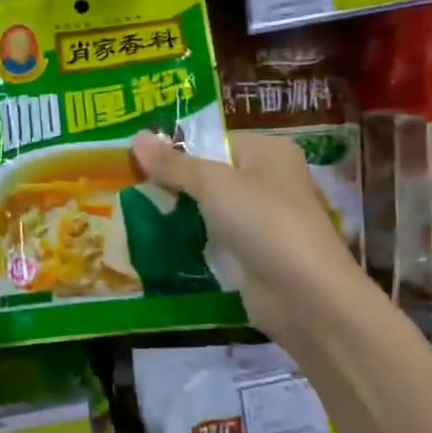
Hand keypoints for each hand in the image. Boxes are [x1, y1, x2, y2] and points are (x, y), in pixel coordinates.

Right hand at [130, 130, 361, 347]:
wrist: (304, 295)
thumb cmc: (263, 223)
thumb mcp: (213, 185)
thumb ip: (174, 163)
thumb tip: (135, 137)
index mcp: (269, 152)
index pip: (214, 141)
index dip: (176, 148)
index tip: (134, 158)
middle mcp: (269, 181)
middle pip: (210, 175)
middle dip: (173, 183)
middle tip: (127, 185)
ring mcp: (262, 221)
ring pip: (209, 210)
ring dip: (178, 215)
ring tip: (131, 212)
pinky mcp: (253, 255)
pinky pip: (214, 240)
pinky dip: (191, 243)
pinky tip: (156, 244)